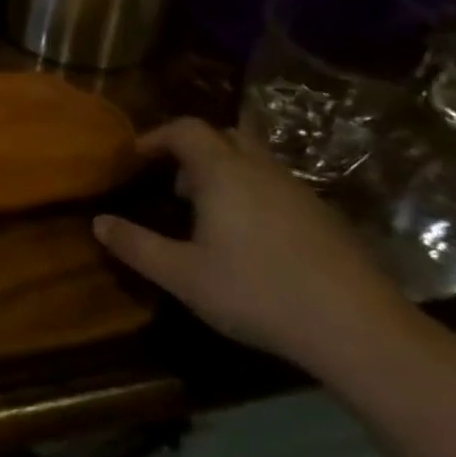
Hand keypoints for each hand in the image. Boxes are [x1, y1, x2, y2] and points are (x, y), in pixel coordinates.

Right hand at [93, 117, 417, 373]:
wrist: (357, 327)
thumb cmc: (257, 292)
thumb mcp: (183, 275)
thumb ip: (136, 246)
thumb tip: (98, 222)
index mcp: (223, 171)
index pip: (185, 129)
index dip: (156, 136)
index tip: (135, 158)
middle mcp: (261, 168)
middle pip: (223, 135)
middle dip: (193, 150)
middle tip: (175, 185)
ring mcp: (298, 190)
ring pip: (254, 160)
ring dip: (225, 172)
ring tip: (209, 215)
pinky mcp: (325, 216)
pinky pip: (278, 186)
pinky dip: (254, 194)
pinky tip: (252, 240)